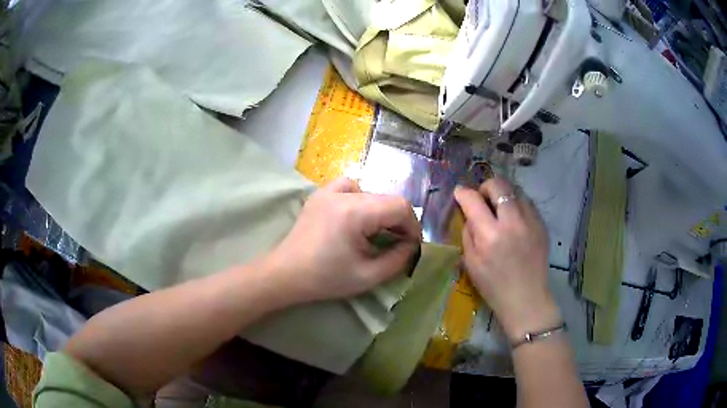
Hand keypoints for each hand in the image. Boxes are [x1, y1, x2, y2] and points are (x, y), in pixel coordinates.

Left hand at [268, 177, 420, 302]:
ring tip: (377, 233)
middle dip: (398, 221)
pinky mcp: (320, 195)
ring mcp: (328, 190)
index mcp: (355, 212)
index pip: (400, 206)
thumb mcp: (368, 276)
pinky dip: (360, 199)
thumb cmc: (325, 279)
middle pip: (386, 198)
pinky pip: (349, 187)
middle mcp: (343, 193)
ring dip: (381, 211)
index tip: (412, 247)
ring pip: (371, 192)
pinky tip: (356, 215)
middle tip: (398, 245)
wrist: (285, 274)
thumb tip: (412, 246)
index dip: (413, 226)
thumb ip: (398, 259)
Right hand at [454, 177, 560, 340]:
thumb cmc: (493, 286)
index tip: (460, 193)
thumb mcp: (471, 263)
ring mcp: (531, 221)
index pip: (473, 200)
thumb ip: (468, 233)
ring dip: (503, 195)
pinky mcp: (542, 225)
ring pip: (515, 190)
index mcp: (490, 235)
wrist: (526, 299)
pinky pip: (527, 203)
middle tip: (482, 199)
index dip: (463, 192)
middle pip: (498, 185)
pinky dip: (517, 205)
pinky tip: (514, 220)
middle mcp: (512, 222)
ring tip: (499, 210)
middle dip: (485, 187)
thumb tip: (469, 214)